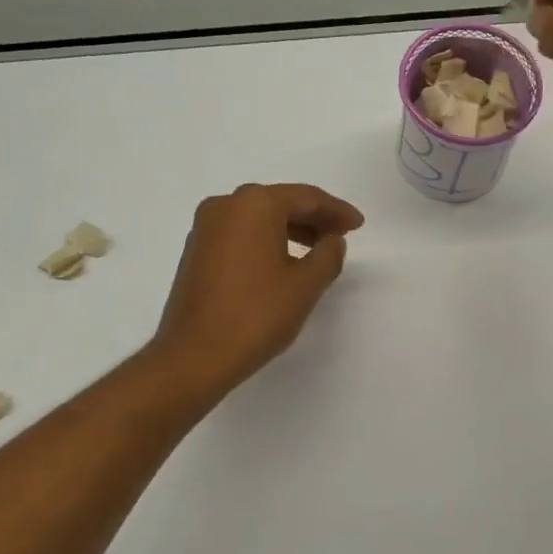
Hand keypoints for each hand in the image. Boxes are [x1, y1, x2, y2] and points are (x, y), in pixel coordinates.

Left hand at [150, 183, 364, 392]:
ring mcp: (205, 227)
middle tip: (341, 235)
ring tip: (318, 249)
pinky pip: (241, 233)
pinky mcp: (196, 250)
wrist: (194, 355)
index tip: (358, 225)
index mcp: (254, 204)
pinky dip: (266, 240)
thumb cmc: (256, 314)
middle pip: (280, 203)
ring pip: (258, 218)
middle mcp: (226, 205)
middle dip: (314, 218)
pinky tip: (283, 261)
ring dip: (290, 229)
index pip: (306, 197)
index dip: (336, 210)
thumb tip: (332, 241)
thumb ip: (328, 255)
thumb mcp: (306, 284)